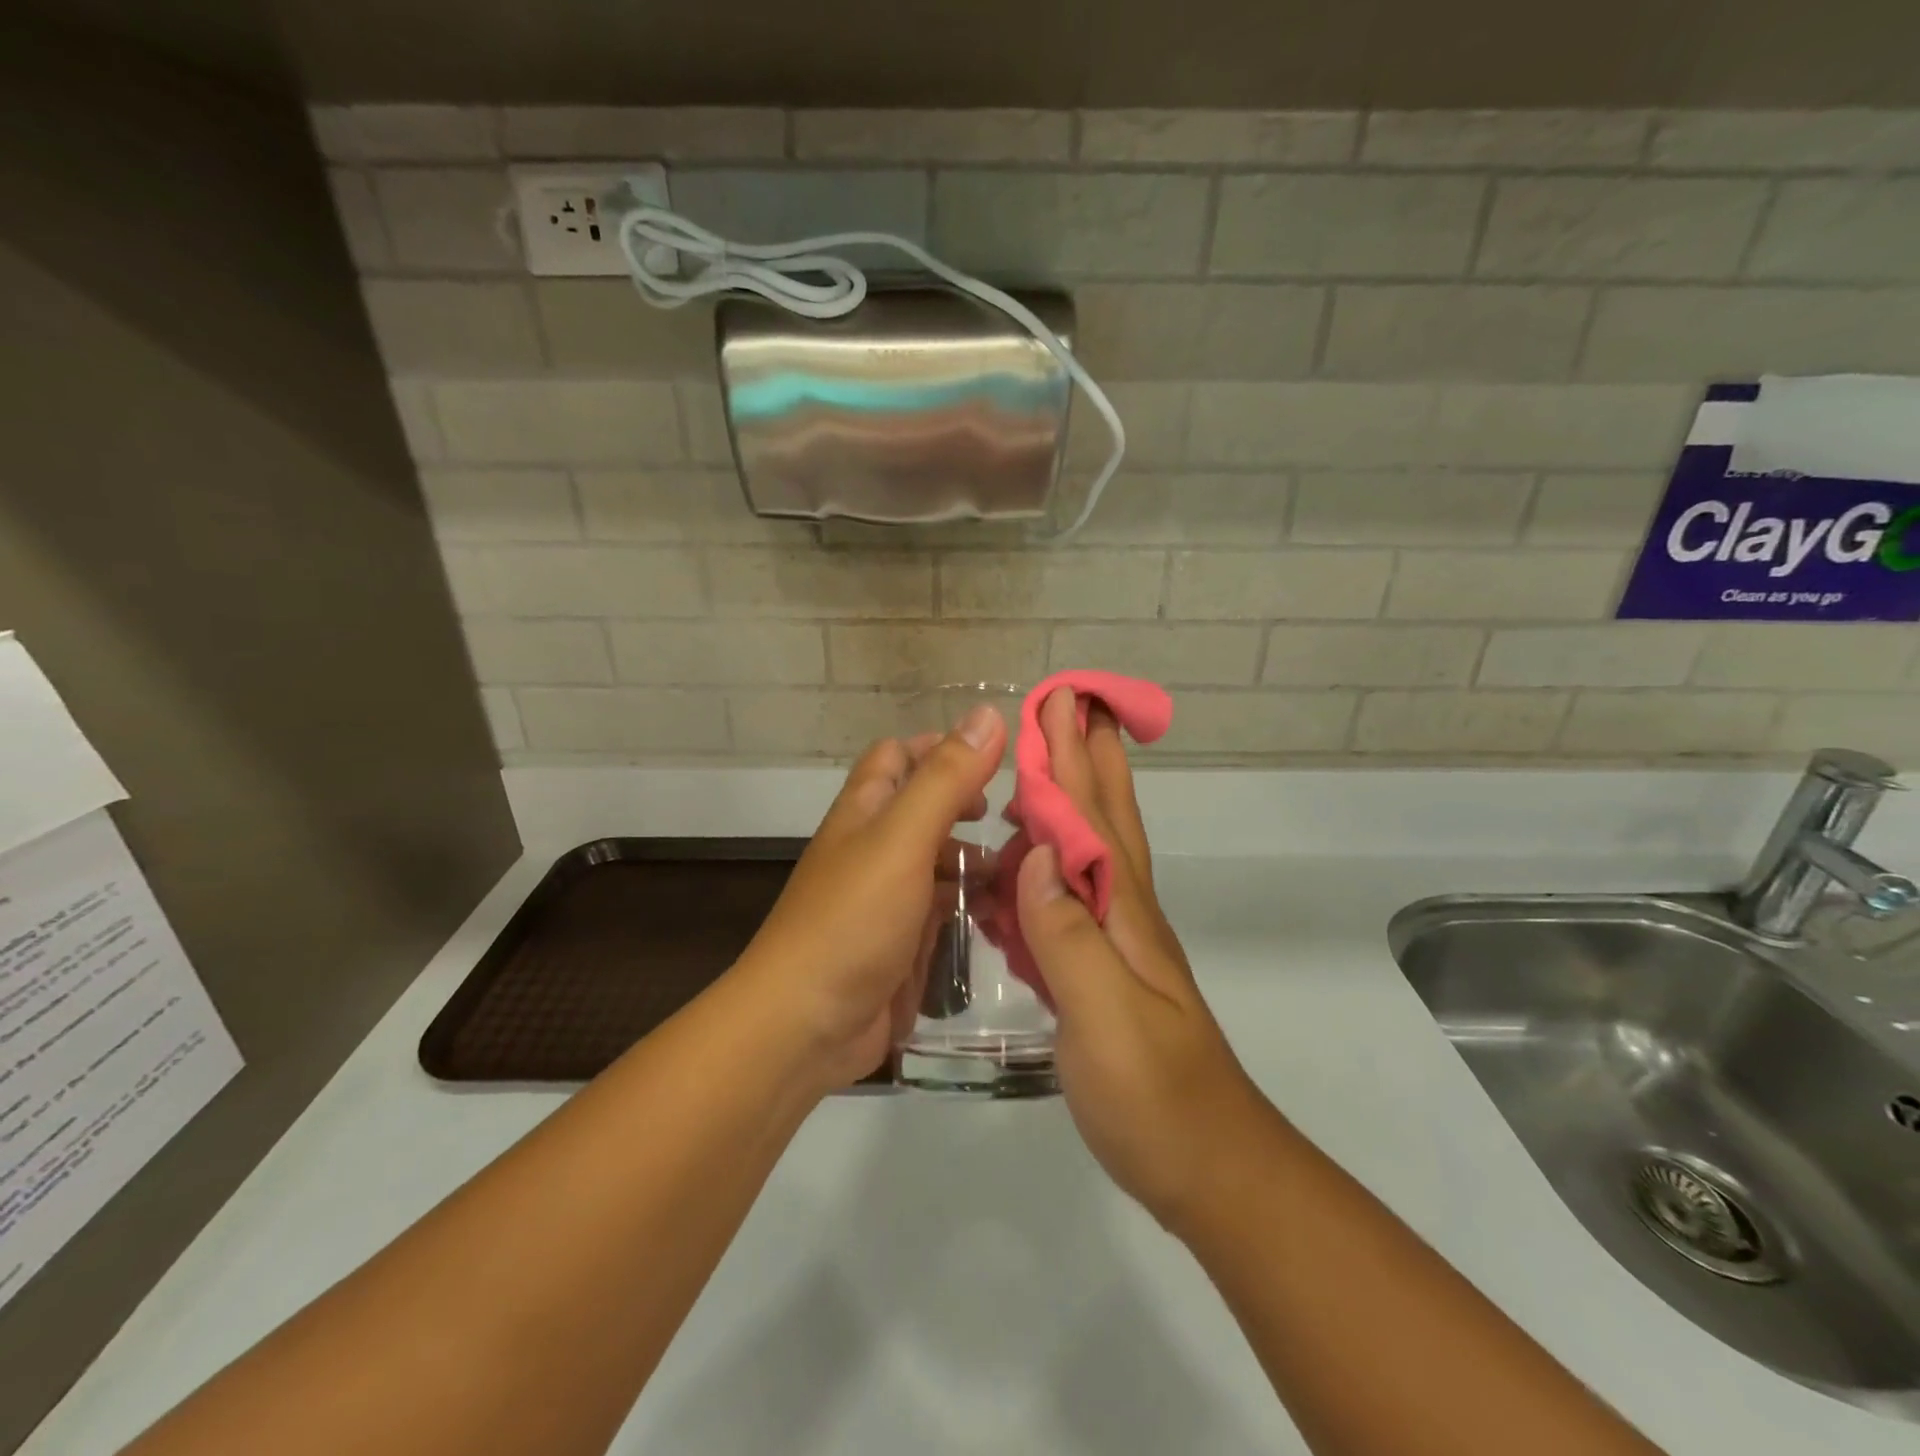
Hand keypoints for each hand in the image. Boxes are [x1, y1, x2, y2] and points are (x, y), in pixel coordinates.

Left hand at [734, 707, 1006, 1092]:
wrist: (807, 1024)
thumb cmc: (853, 919)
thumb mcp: (902, 838)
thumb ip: (946, 778)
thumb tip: (989, 714)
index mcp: (866, 810)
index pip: (898, 755)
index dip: (941, 747)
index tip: (995, 758)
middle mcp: (876, 846)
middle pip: (926, 807)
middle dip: (971, 805)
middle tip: (1019, 817)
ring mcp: (890, 896)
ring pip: (941, 860)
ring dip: (979, 859)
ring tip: (1026, 867)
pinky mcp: (904, 940)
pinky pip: (945, 908)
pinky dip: (974, 903)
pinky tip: (1008, 912)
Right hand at [1015, 689, 1263, 1232]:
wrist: (1207, 1166)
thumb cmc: (1154, 1095)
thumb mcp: (1105, 1017)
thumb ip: (1067, 936)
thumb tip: (1036, 855)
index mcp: (1122, 911)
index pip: (1093, 815)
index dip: (1072, 756)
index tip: (1060, 701)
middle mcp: (1122, 912)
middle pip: (1102, 817)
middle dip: (1084, 756)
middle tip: (1071, 705)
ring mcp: (1114, 942)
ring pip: (1086, 851)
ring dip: (1068, 801)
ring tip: (1040, 768)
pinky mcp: (1100, 972)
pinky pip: (1065, 900)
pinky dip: (1046, 867)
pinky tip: (1027, 866)